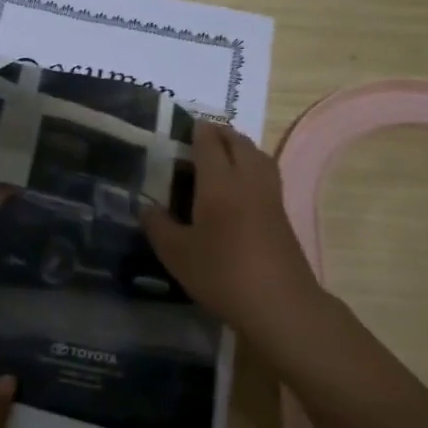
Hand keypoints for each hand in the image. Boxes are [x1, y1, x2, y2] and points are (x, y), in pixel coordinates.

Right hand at [141, 123, 327, 341]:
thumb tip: (146, 207)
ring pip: (257, 155)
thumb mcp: (177, 254)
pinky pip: (266, 172)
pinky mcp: (282, 212)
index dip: (197, 131)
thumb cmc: (222, 273)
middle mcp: (247, 179)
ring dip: (240, 145)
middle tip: (200, 136)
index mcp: (219, 183)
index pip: (208, 144)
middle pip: (237, 142)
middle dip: (219, 133)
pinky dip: (253, 163)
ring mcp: (270, 195)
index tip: (184, 125)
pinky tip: (242, 182)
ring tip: (223, 151)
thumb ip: (158, 226)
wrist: (279, 303)